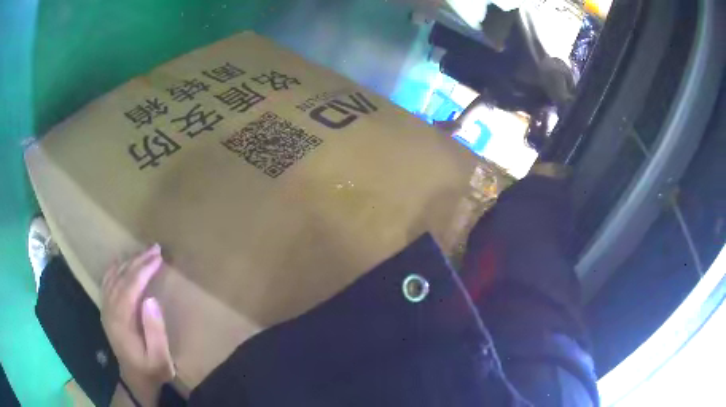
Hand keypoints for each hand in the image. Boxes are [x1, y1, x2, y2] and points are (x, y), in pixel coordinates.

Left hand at [102, 244, 174, 405]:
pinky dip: (115, 269)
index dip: (144, 270)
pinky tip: (122, 262)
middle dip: (138, 261)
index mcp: (121, 322)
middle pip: (121, 278)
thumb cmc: (151, 370)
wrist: (135, 380)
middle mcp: (109, 310)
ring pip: (113, 277)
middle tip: (155, 249)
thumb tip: (151, 300)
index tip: (158, 258)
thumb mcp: (160, 359)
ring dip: (128, 262)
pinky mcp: (106, 310)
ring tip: (144, 253)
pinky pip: (107, 282)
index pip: (130, 287)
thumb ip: (155, 332)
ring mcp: (105, 309)